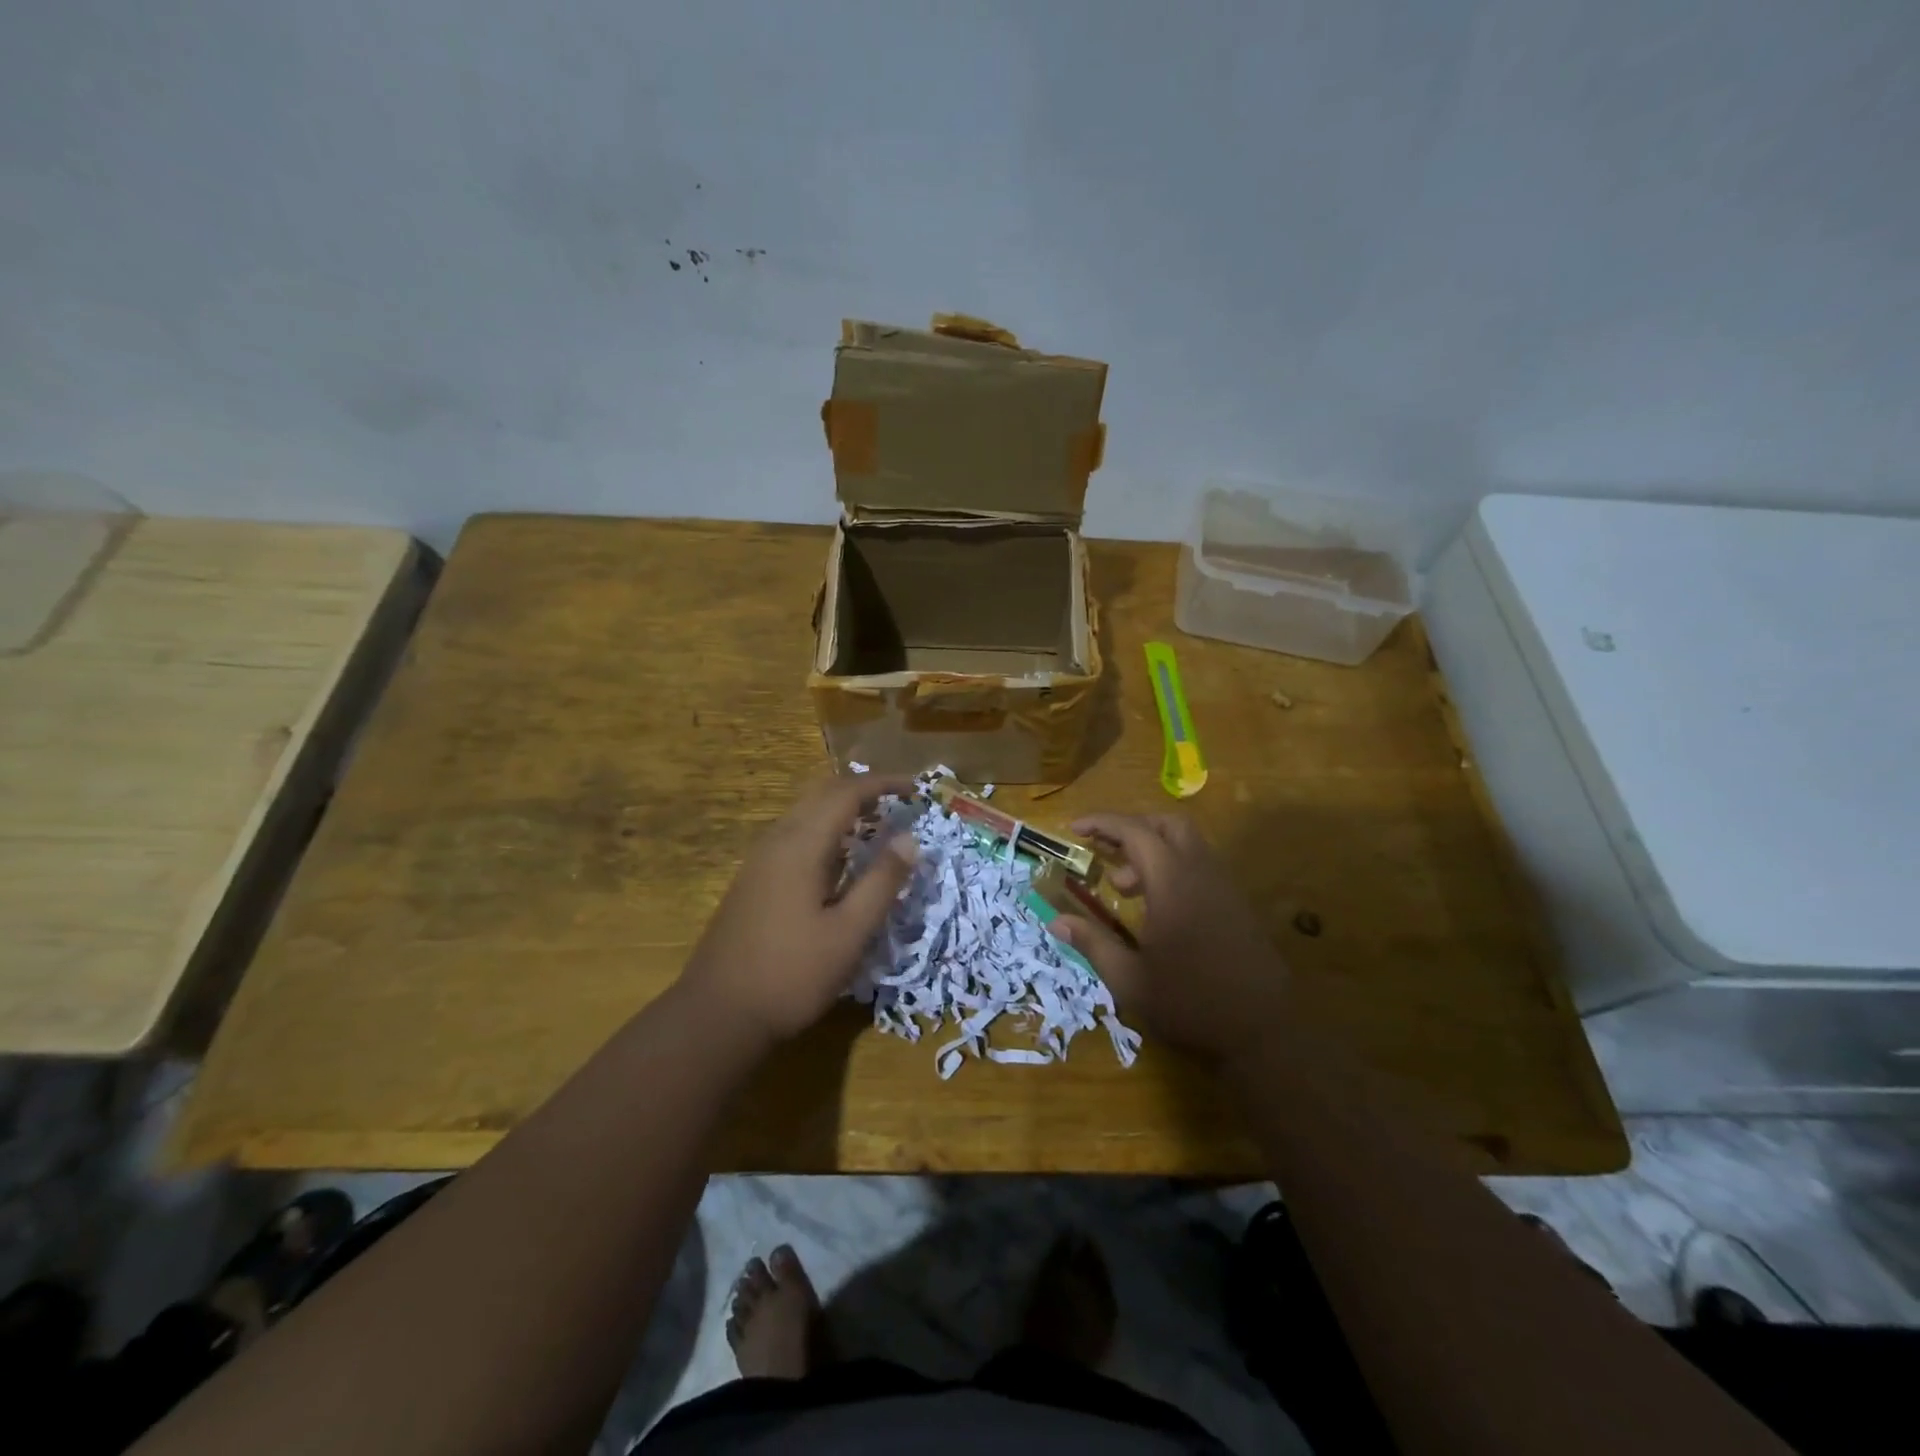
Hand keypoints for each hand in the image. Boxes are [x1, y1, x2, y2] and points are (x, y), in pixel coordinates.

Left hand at [679, 774, 917, 1045]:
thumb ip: (881, 883)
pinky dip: (825, 830)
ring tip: (876, 826)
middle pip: (821, 794)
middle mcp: (777, 841)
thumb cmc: (791, 974)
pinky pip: (794, 835)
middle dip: (862, 790)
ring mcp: (760, 860)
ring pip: (805, 813)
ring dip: (842, 809)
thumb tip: (909, 839)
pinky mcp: (753, 880)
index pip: (846, 793)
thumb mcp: (849, 933)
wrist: (716, 1014)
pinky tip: (840, 860)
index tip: (915, 788)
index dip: (882, 784)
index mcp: (801, 846)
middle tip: (898, 802)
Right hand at [1051, 813, 1289, 1067]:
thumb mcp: (1130, 980)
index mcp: (1172, 883)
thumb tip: (1056, 921)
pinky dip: (1173, 868)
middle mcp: (1201, 873)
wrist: (1264, 1032)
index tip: (1074, 828)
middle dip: (1133, 828)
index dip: (1102, 824)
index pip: (1134, 832)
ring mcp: (1224, 887)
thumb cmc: (1190, 1003)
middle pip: (1168, 825)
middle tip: (1105, 851)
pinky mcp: (1237, 905)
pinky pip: (1201, 867)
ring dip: (1153, 850)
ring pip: (1188, 844)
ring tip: (1126, 887)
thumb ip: (1093, 943)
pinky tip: (1158, 907)